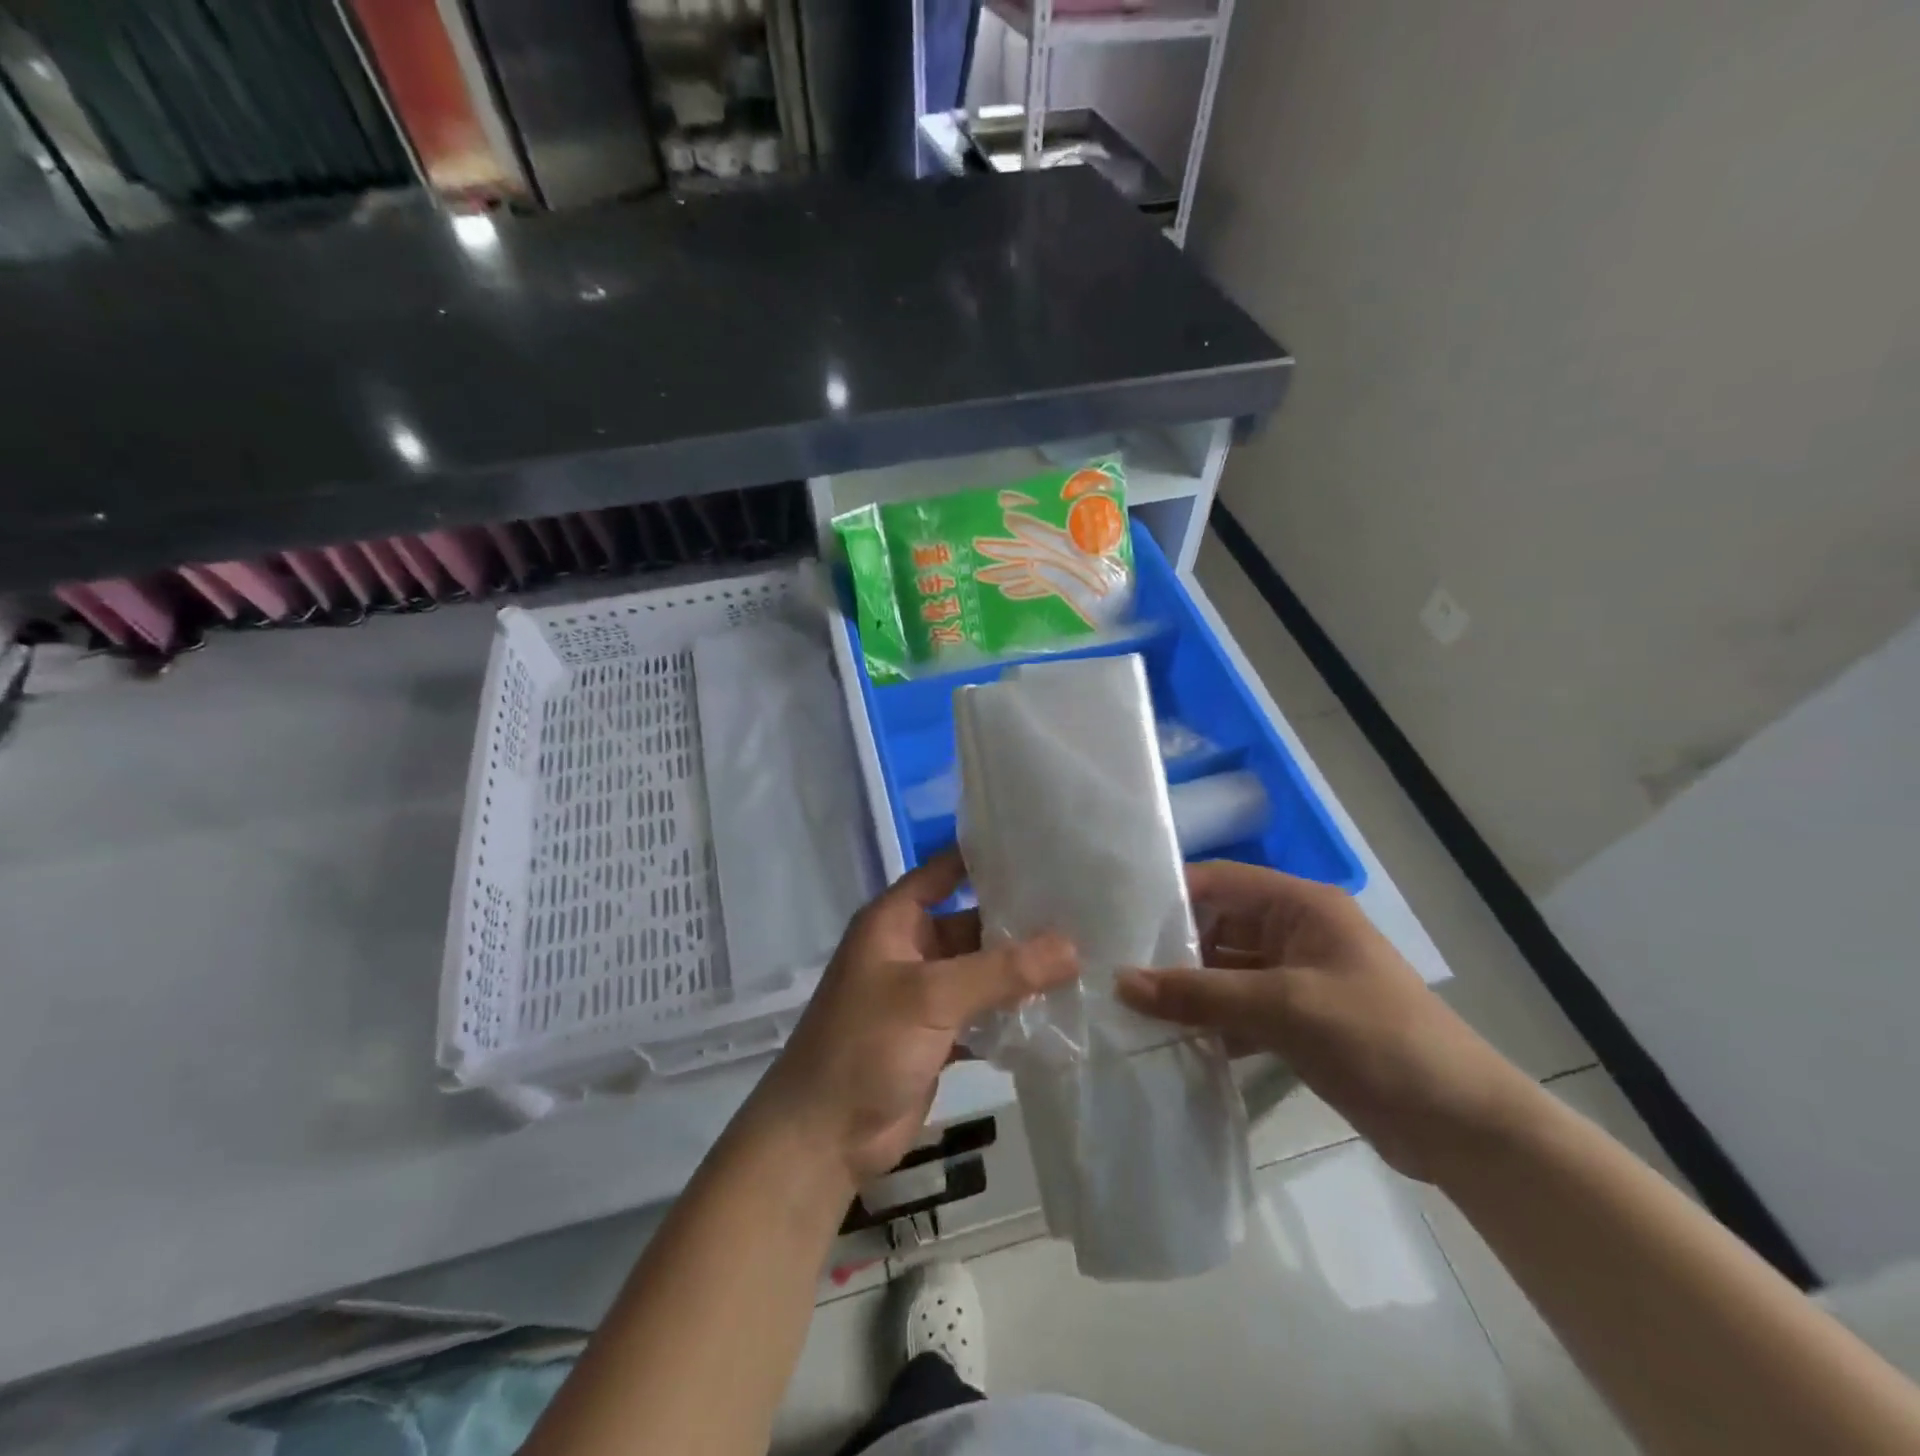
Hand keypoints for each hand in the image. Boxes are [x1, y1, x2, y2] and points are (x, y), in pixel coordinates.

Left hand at [751, 851, 1077, 1184]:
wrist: (823, 1137)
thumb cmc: (866, 1045)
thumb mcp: (932, 996)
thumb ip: (1002, 970)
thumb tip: (1073, 945)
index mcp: (894, 920)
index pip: (944, 870)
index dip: (985, 855)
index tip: (1042, 845)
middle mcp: (910, 948)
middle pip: (971, 921)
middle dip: (1019, 920)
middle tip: (1081, 909)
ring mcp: (924, 994)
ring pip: (981, 970)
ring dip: (1020, 969)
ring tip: (1083, 954)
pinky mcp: (937, 1034)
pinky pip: (982, 1011)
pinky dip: (1012, 1011)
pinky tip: (1058, 1008)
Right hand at [1116, 860, 1534, 1180]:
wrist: (1463, 1127)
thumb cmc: (1378, 1039)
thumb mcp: (1285, 1008)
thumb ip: (1200, 994)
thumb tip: (1121, 982)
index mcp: (1300, 906)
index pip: (1219, 882)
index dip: (1169, 895)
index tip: (1116, 917)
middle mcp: (1294, 932)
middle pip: (1216, 927)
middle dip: (1170, 948)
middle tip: (1112, 968)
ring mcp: (1295, 979)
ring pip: (1223, 972)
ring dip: (1186, 990)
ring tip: (1127, 1005)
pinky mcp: (1296, 1021)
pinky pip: (1237, 1009)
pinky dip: (1208, 1022)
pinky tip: (1169, 1039)